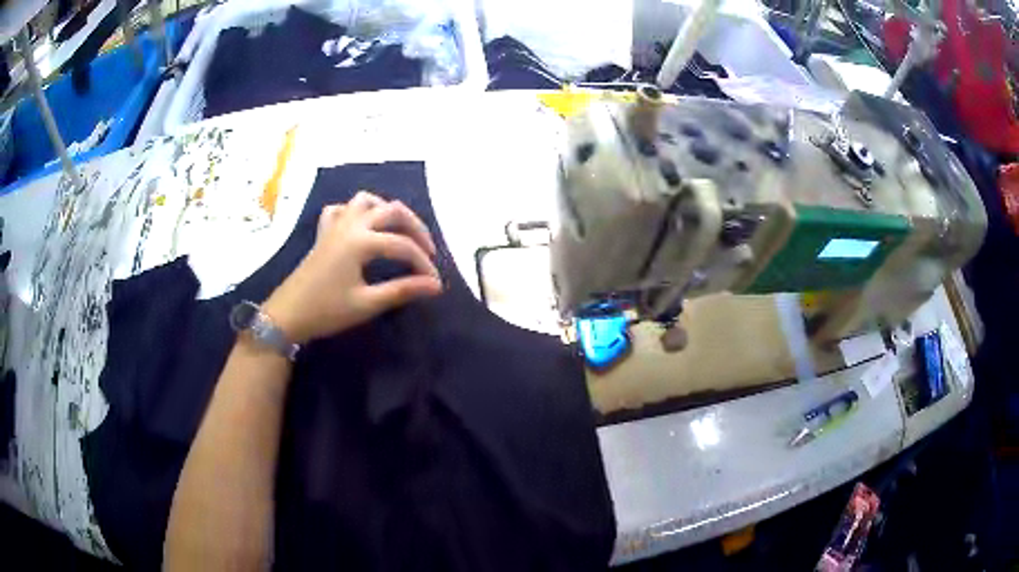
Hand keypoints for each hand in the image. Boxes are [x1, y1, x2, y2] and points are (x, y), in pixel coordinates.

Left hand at [262, 192, 441, 343]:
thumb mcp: (367, 304)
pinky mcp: (324, 233)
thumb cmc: (326, 311)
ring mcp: (335, 225)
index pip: (403, 246)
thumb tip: (435, 286)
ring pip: (366, 201)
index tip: (435, 284)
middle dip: (416, 228)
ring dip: (387, 211)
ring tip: (399, 231)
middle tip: (428, 251)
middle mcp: (351, 225)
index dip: (423, 264)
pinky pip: (341, 210)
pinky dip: (356, 212)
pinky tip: (362, 227)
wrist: (288, 315)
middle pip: (392, 211)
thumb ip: (402, 290)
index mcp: (361, 241)